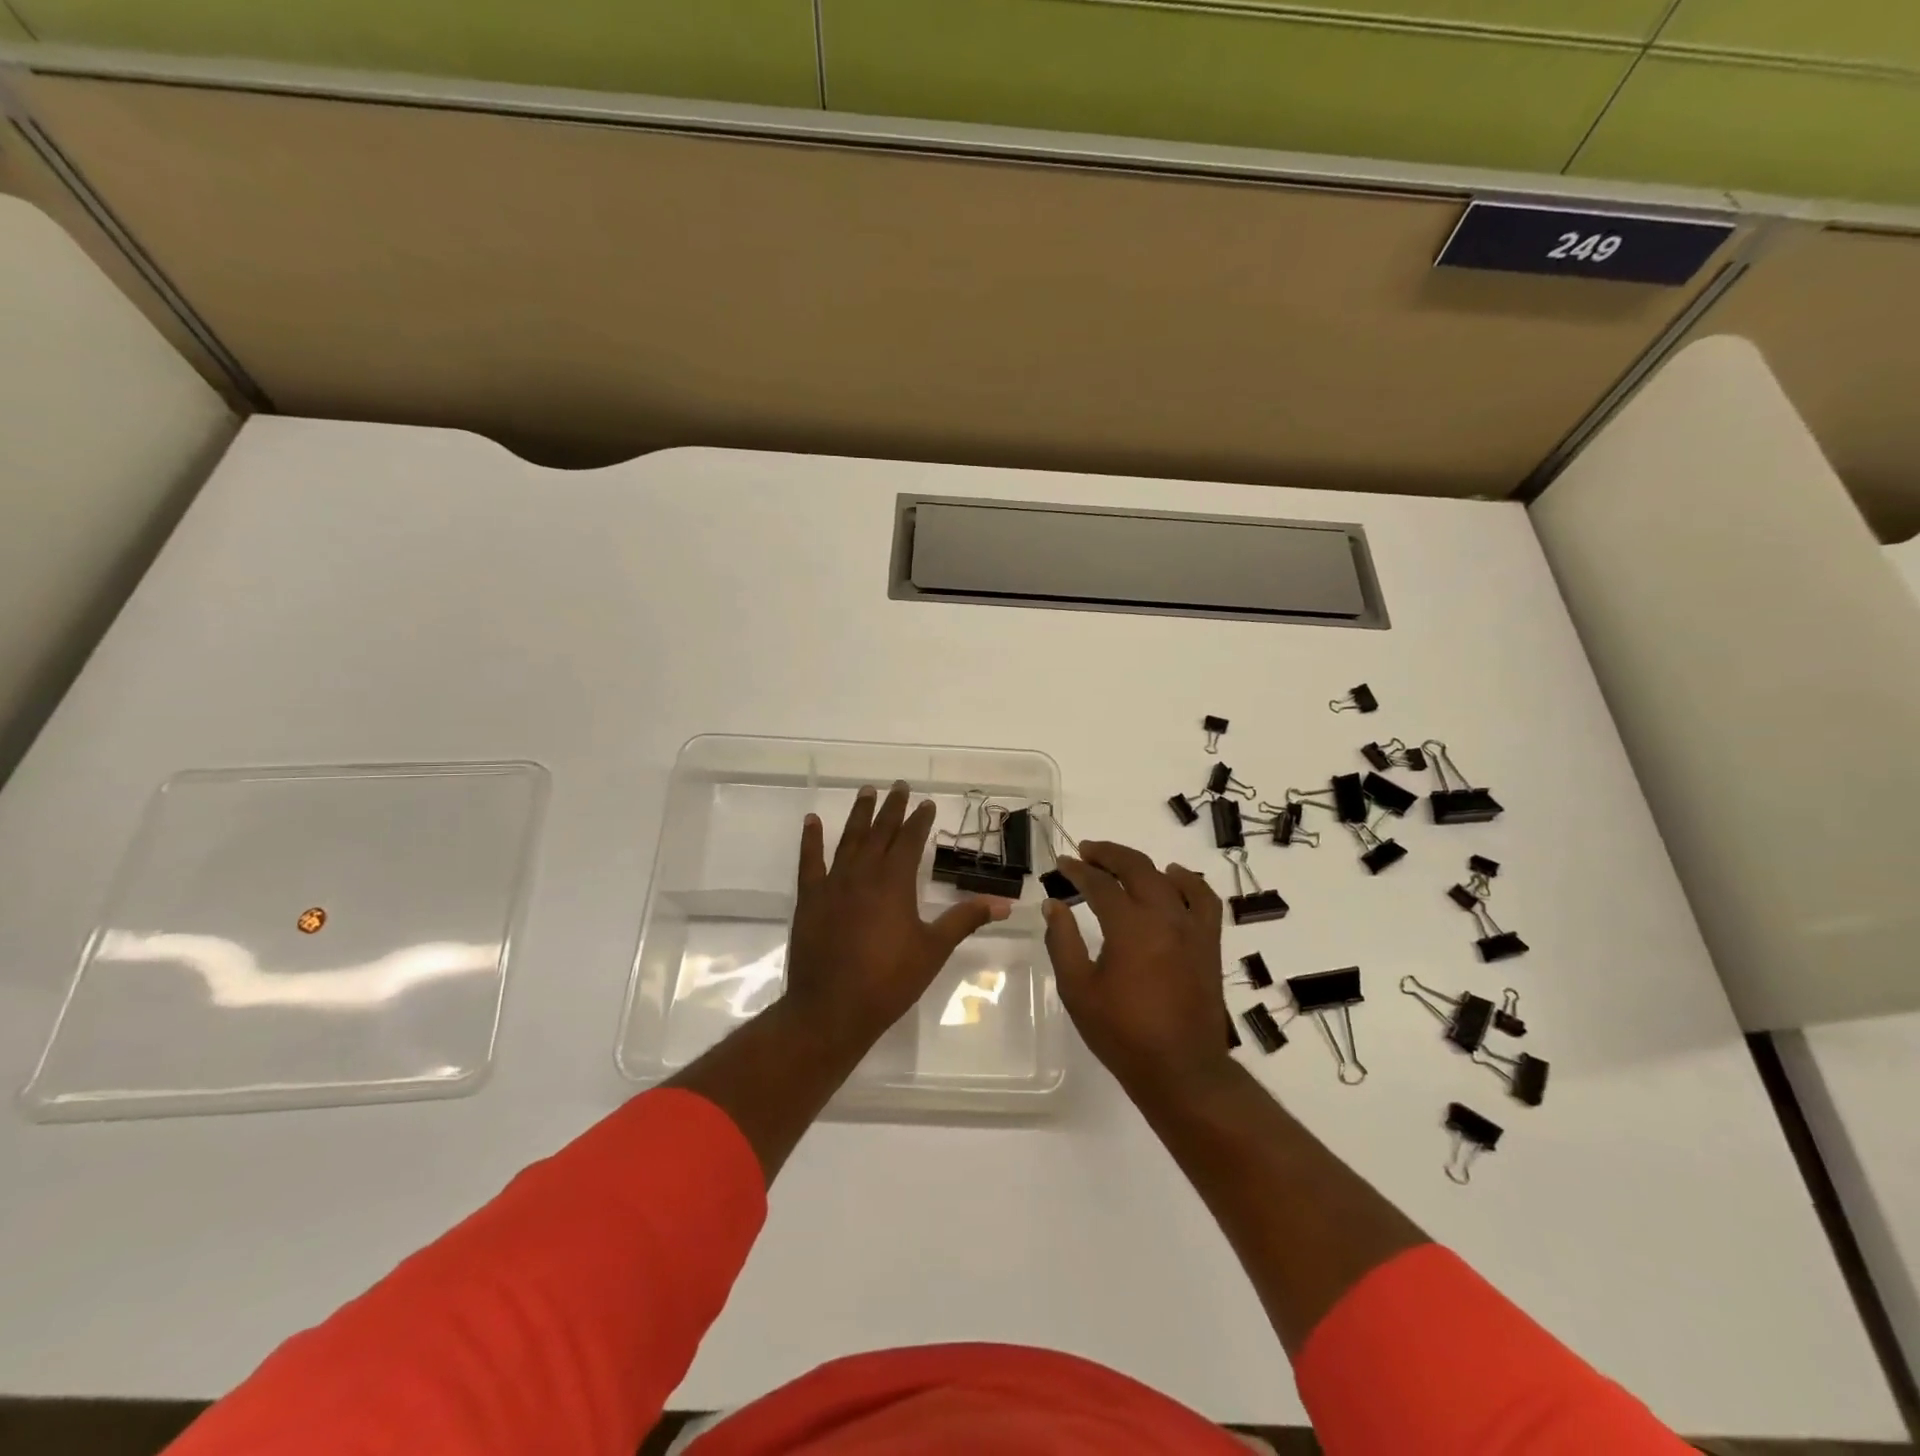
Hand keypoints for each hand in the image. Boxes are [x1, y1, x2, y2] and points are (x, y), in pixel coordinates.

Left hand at [782, 781, 1011, 1055]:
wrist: (831, 1009)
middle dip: (892, 808)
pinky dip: (811, 839)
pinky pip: (809, 861)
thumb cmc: (889, 981)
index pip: (911, 840)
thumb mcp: (933, 950)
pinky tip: (812, 821)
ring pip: (848, 839)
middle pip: (880, 832)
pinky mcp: (809, 899)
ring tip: (866, 791)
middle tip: (899, 785)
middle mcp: (863, 873)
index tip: (927, 803)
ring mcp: (833, 884)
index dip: (920, 820)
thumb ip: (965, 920)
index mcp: (895, 882)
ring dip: (859, 814)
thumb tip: (1004, 903)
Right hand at [1043, 841, 1230, 1094]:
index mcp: (1129, 927)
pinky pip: (1204, 899)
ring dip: (1140, 864)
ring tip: (1120, 862)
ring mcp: (1191, 928)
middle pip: (1136, 868)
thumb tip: (1054, 904)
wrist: (1180, 1070)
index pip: (1099, 884)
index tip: (1061, 864)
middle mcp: (1164, 917)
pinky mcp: (1208, 943)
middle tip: (1085, 851)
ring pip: (1167, 878)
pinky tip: (1174, 877)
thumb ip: (1062, 941)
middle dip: (1107, 854)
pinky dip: (1189, 882)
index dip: (1077, 870)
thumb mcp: (1078, 990)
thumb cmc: (1122, 1033)